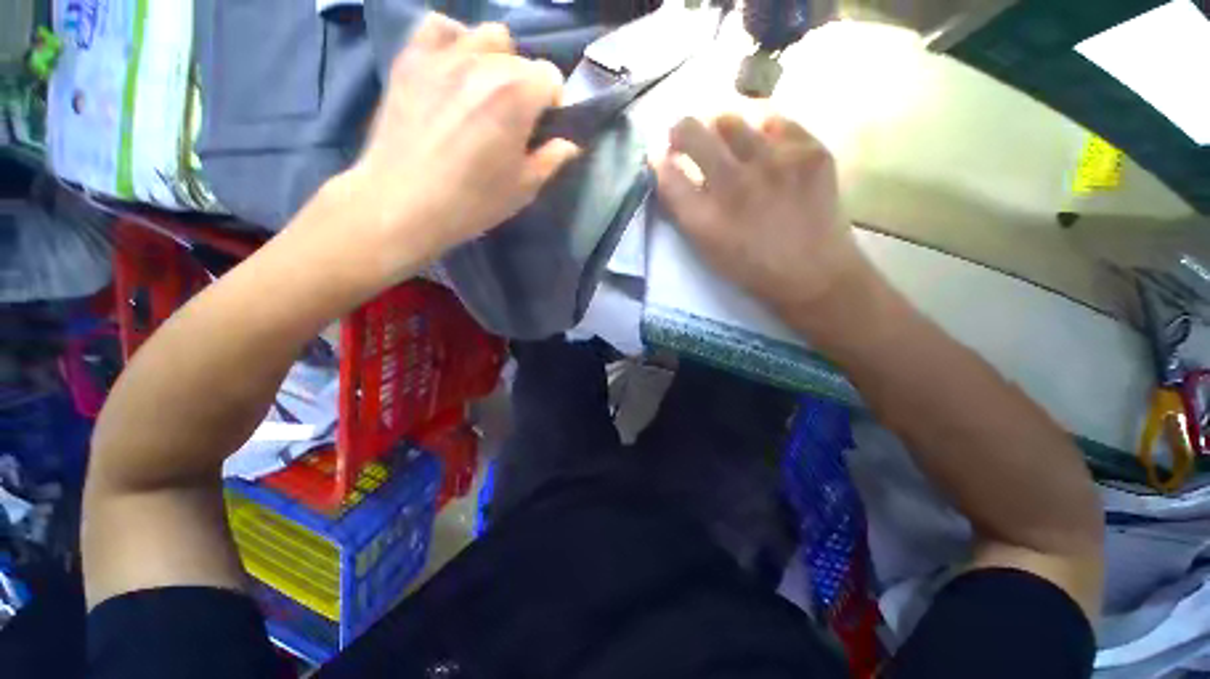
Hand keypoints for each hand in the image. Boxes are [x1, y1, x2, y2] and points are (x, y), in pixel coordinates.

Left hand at [335, 14, 578, 283]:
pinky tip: (453, 68)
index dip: (552, 103)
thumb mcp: (524, 188)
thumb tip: (568, 144)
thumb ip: (551, 160)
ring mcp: (444, 55)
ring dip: (496, 59)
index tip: (542, 128)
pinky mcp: (411, 59)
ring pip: (487, 35)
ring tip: (486, 90)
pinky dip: (454, 41)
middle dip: (527, 87)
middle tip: (513, 119)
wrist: (403, 203)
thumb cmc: (472, 201)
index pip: (551, 77)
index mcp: (517, 96)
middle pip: (522, 59)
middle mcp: (485, 63)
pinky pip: (439, 27)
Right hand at [653, 115, 869, 316]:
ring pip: (731, 120)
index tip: (661, 159)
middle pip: (692, 132)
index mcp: (705, 219)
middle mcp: (735, 185)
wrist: (813, 274)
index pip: (667, 174)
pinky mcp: (810, 152)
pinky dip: (763, 134)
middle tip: (684, 136)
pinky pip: (775, 123)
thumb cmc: (751, 267)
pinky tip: (767, 153)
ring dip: (720, 131)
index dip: (658, 163)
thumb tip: (668, 173)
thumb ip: (684, 212)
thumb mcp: (706, 249)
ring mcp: (775, 163)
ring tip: (730, 146)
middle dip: (681, 131)